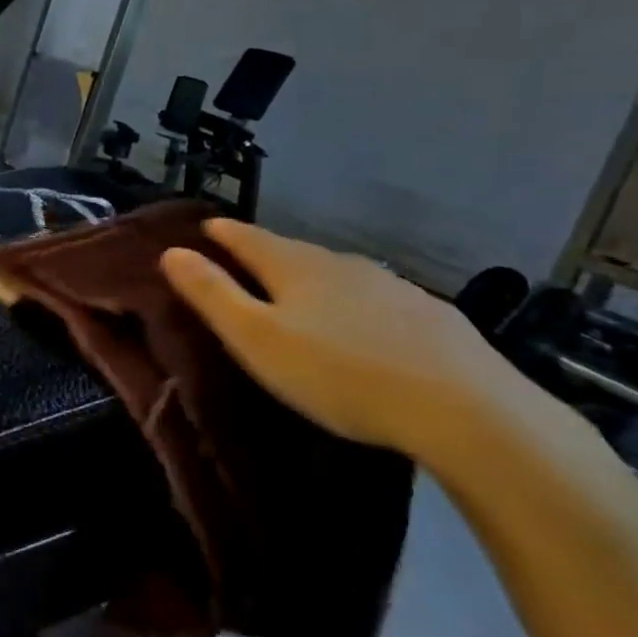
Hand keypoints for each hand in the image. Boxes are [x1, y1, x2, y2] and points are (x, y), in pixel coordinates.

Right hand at [160, 219, 555, 464]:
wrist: (467, 409)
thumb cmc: (339, 373)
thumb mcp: (256, 338)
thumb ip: (211, 293)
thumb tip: (171, 251)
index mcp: (294, 266)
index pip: (246, 237)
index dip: (222, 232)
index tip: (205, 227)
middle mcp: (341, 264)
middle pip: (292, 251)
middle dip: (266, 254)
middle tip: (246, 265)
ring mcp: (392, 286)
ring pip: (338, 273)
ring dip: (313, 278)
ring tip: (302, 296)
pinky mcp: (432, 316)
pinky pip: (377, 299)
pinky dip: (357, 304)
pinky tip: (365, 326)